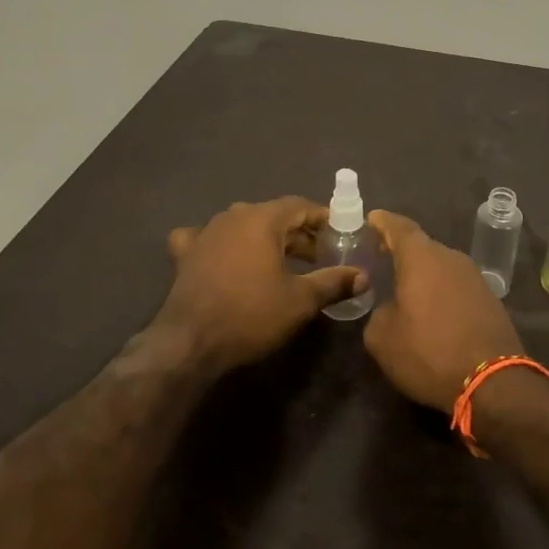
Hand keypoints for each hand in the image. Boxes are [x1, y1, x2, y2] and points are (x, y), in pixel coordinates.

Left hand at [154, 197, 365, 372]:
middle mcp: (232, 216)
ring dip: (264, 239)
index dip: (322, 218)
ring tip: (281, 261)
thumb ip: (333, 282)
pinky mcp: (185, 254)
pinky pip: (206, 239)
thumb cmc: (251, 314)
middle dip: (297, 233)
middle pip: (272, 215)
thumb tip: (363, 276)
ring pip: (242, 226)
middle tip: (319, 257)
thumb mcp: (301, 300)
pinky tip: (221, 256)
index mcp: (262, 219)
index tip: (338, 234)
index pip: (299, 206)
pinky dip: (219, 244)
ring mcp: (205, 233)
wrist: (190, 342)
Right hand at [363, 210, 524, 412]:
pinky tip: (433, 311)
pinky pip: (457, 287)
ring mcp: (475, 278)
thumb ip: (378, 314)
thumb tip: (390, 309)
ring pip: (441, 267)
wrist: (493, 383)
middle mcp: (451, 259)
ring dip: (424, 275)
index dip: (383, 222)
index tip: (372, 219)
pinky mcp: (491, 301)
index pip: (399, 227)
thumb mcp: (383, 339)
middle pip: (422, 246)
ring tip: (405, 288)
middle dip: (401, 251)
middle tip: (382, 257)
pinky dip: (442, 292)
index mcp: (422, 258)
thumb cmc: (430, 353)